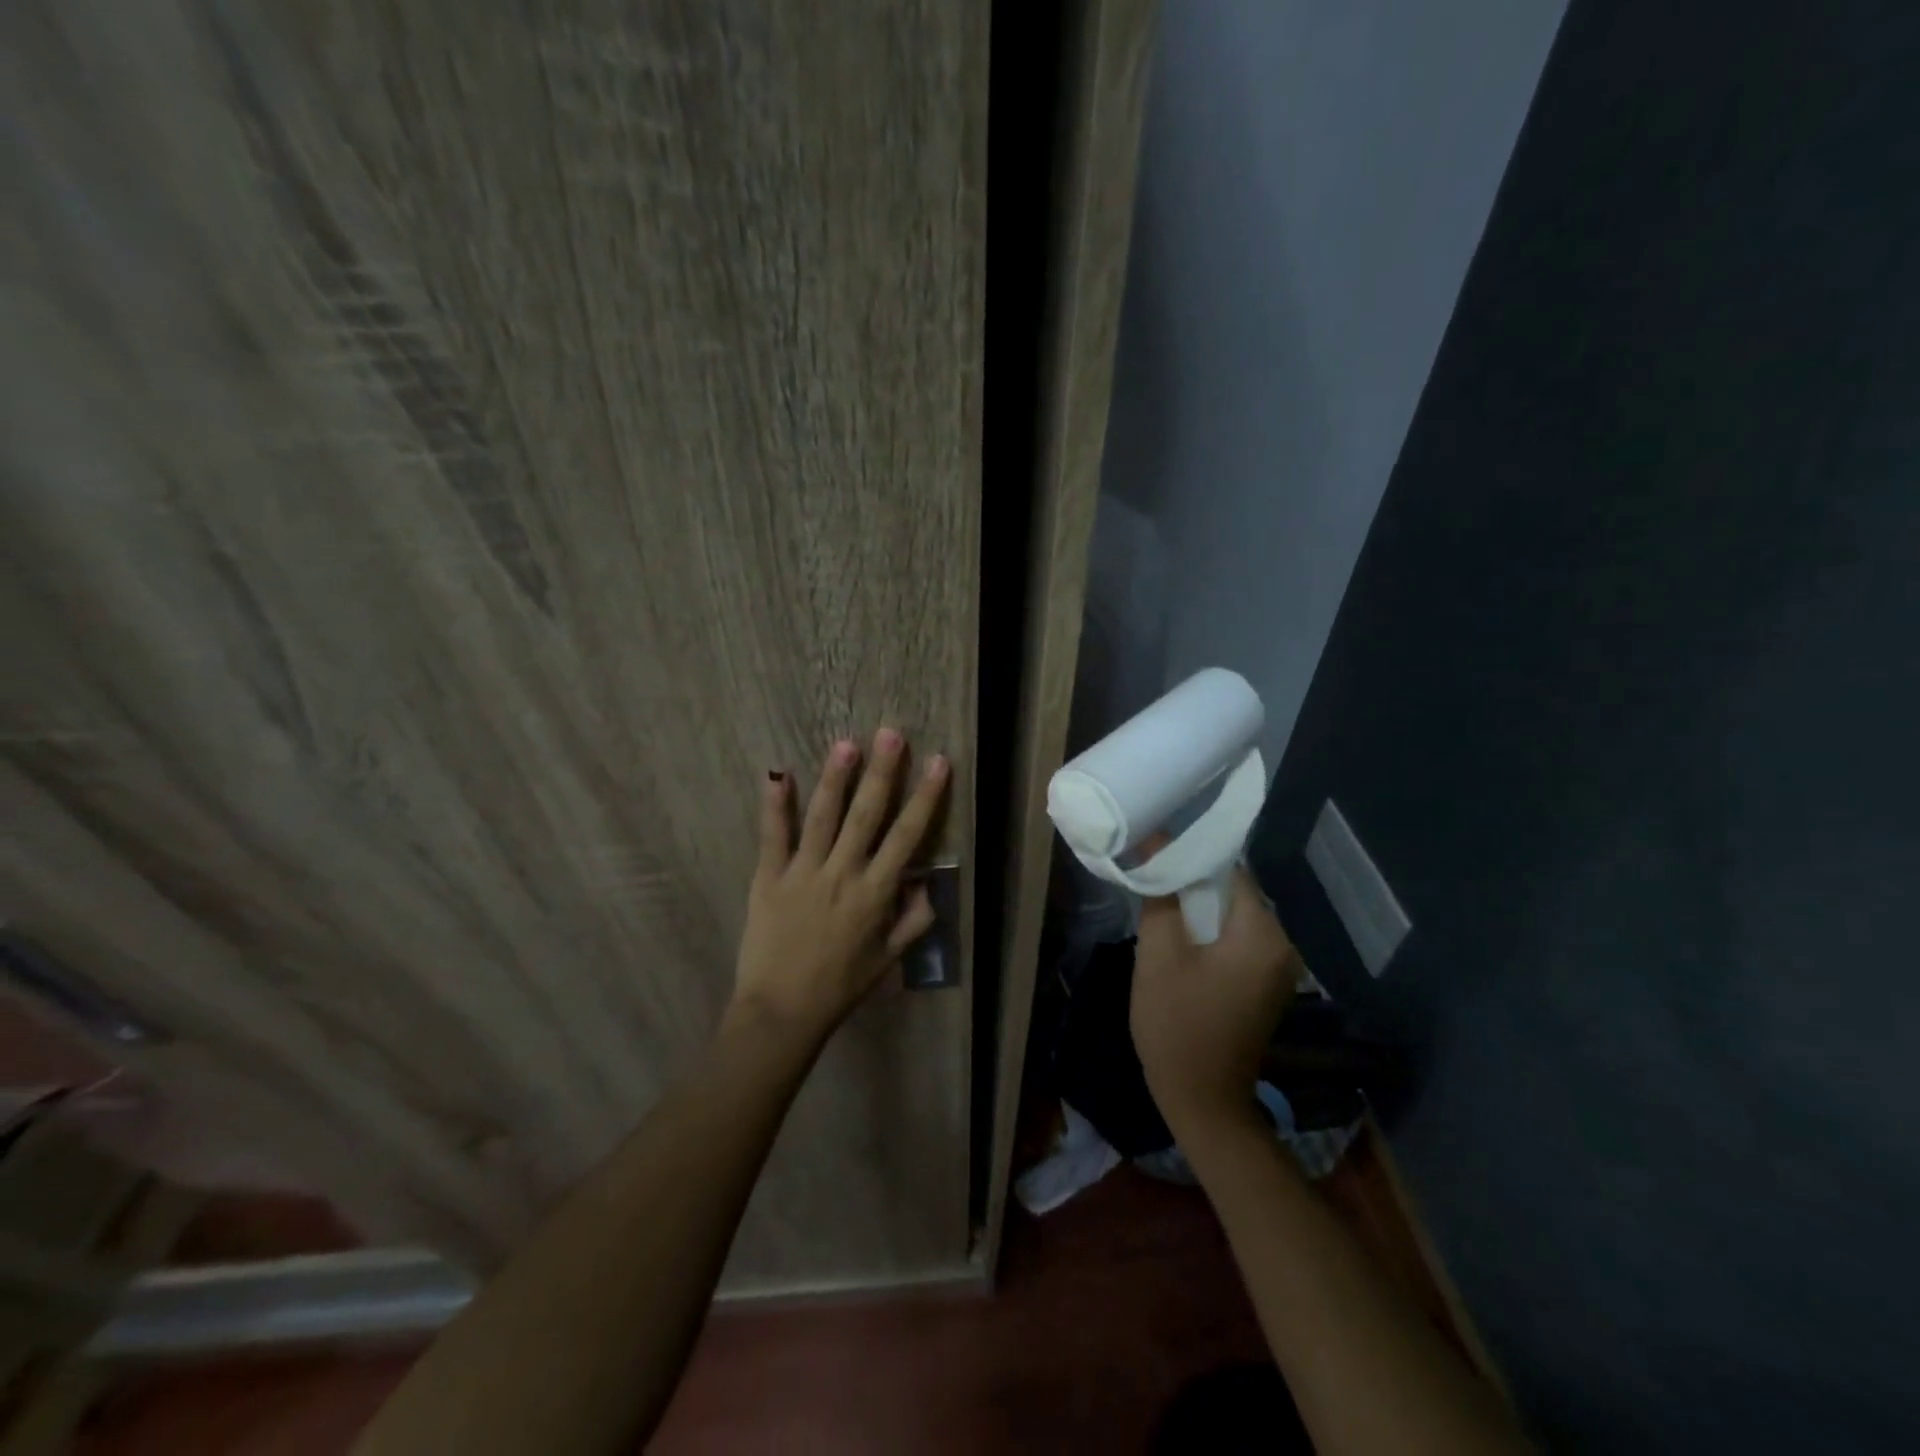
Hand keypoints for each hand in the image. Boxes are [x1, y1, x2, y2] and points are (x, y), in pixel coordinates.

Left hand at [729, 728, 948, 1044]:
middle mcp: (843, 874)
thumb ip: (913, 921)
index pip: (907, 837)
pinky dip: (775, 804)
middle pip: (867, 815)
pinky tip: (778, 773)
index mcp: (875, 893)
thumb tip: (929, 885)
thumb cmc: (840, 986)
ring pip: (822, 817)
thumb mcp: (887, 959)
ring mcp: (803, 873)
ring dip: (836, 779)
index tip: (938, 763)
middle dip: (883, 773)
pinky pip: (773, 836)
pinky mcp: (768, 878)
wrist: (782, 1012)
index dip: (925, 798)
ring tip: (847, 744)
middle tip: (892, 734)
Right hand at [1131, 866, 1296, 1141]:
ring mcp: (1277, 968)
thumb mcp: (1158, 955)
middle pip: (1234, 893)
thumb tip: (1155, 845)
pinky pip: (1236, 940)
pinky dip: (1209, 930)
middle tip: (1150, 871)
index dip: (1190, 855)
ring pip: (1233, 916)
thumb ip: (1161, 896)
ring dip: (1198, 906)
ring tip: (1157, 897)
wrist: (1202, 1100)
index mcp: (1264, 935)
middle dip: (1192, 880)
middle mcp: (1283, 945)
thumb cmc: (1177, 1025)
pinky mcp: (1264, 984)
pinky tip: (1178, 932)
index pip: (1230, 871)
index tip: (1155, 847)